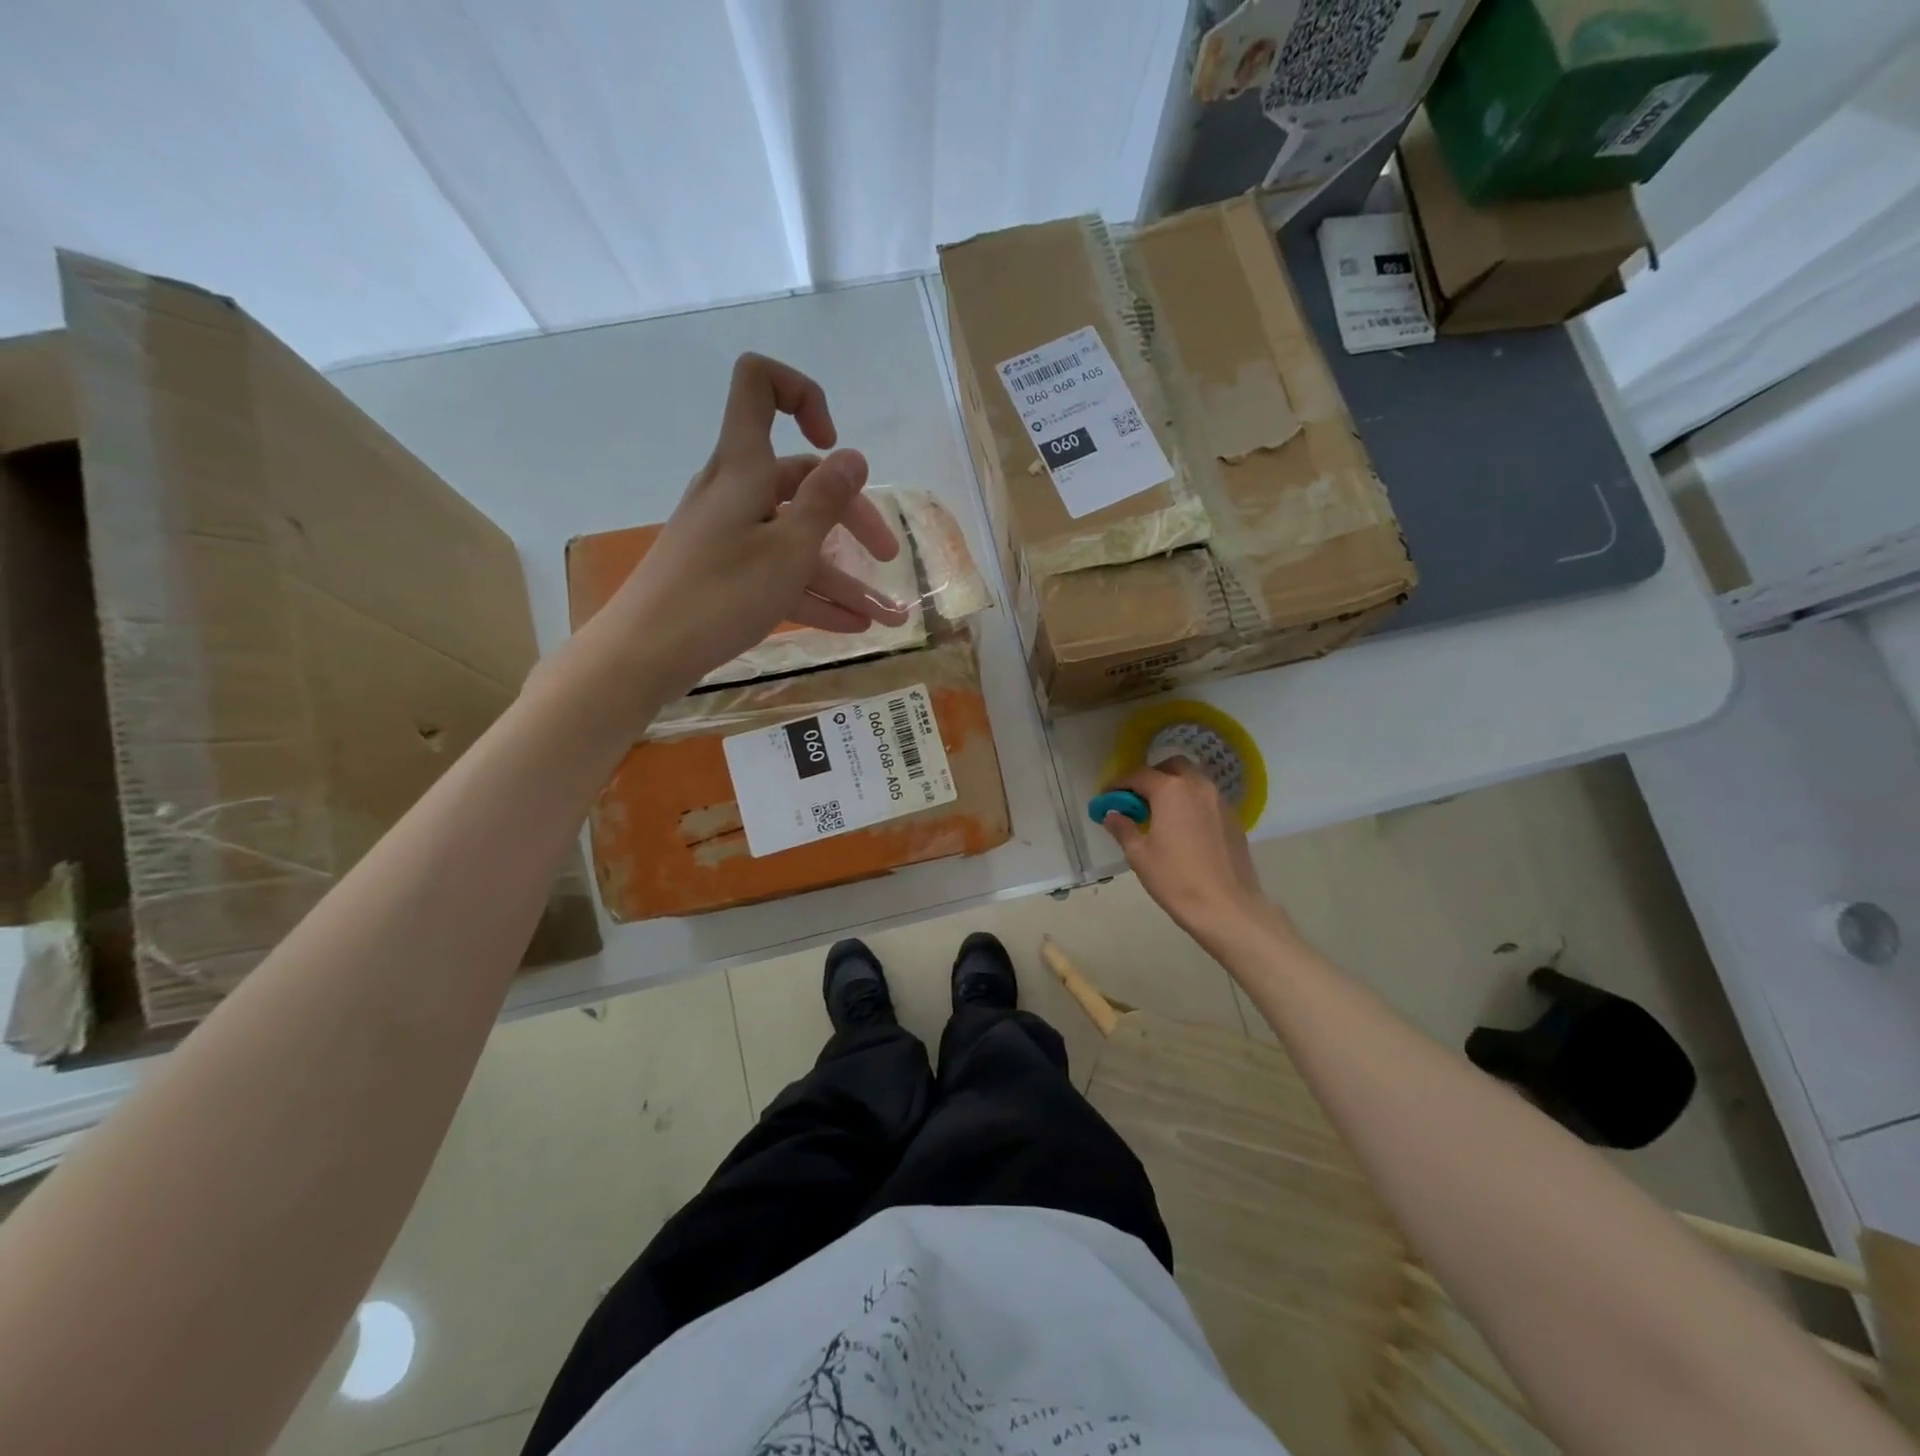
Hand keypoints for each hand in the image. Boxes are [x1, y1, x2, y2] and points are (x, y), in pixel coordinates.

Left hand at [598, 353, 907, 694]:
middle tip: (887, 555)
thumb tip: (853, 456)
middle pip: (801, 482)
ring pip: (796, 541)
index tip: (833, 443)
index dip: (803, 395)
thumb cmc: (720, 594)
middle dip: (853, 518)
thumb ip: (825, 501)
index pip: (760, 384)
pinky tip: (854, 626)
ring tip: (888, 615)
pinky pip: (779, 575)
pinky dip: (815, 596)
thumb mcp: (788, 549)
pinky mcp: (725, 575)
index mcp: (744, 467)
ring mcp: (730, 536)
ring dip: (844, 576)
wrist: (645, 654)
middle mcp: (735, 493)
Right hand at [1102, 759, 1284, 955]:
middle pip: (1172, 767)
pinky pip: (1207, 799)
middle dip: (1152, 777)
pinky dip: (1192, 803)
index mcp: (1171, 790)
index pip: (1139, 775)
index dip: (1119, 784)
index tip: (1108, 797)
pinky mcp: (1233, 819)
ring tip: (1161, 814)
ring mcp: (1220, 801)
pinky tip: (1184, 828)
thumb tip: (1112, 814)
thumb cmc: (1176, 879)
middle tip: (1138, 800)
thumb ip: (1123, 828)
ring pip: (1193, 780)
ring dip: (1174, 787)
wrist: (1226, 907)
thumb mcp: (1139, 855)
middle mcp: (1197, 787)